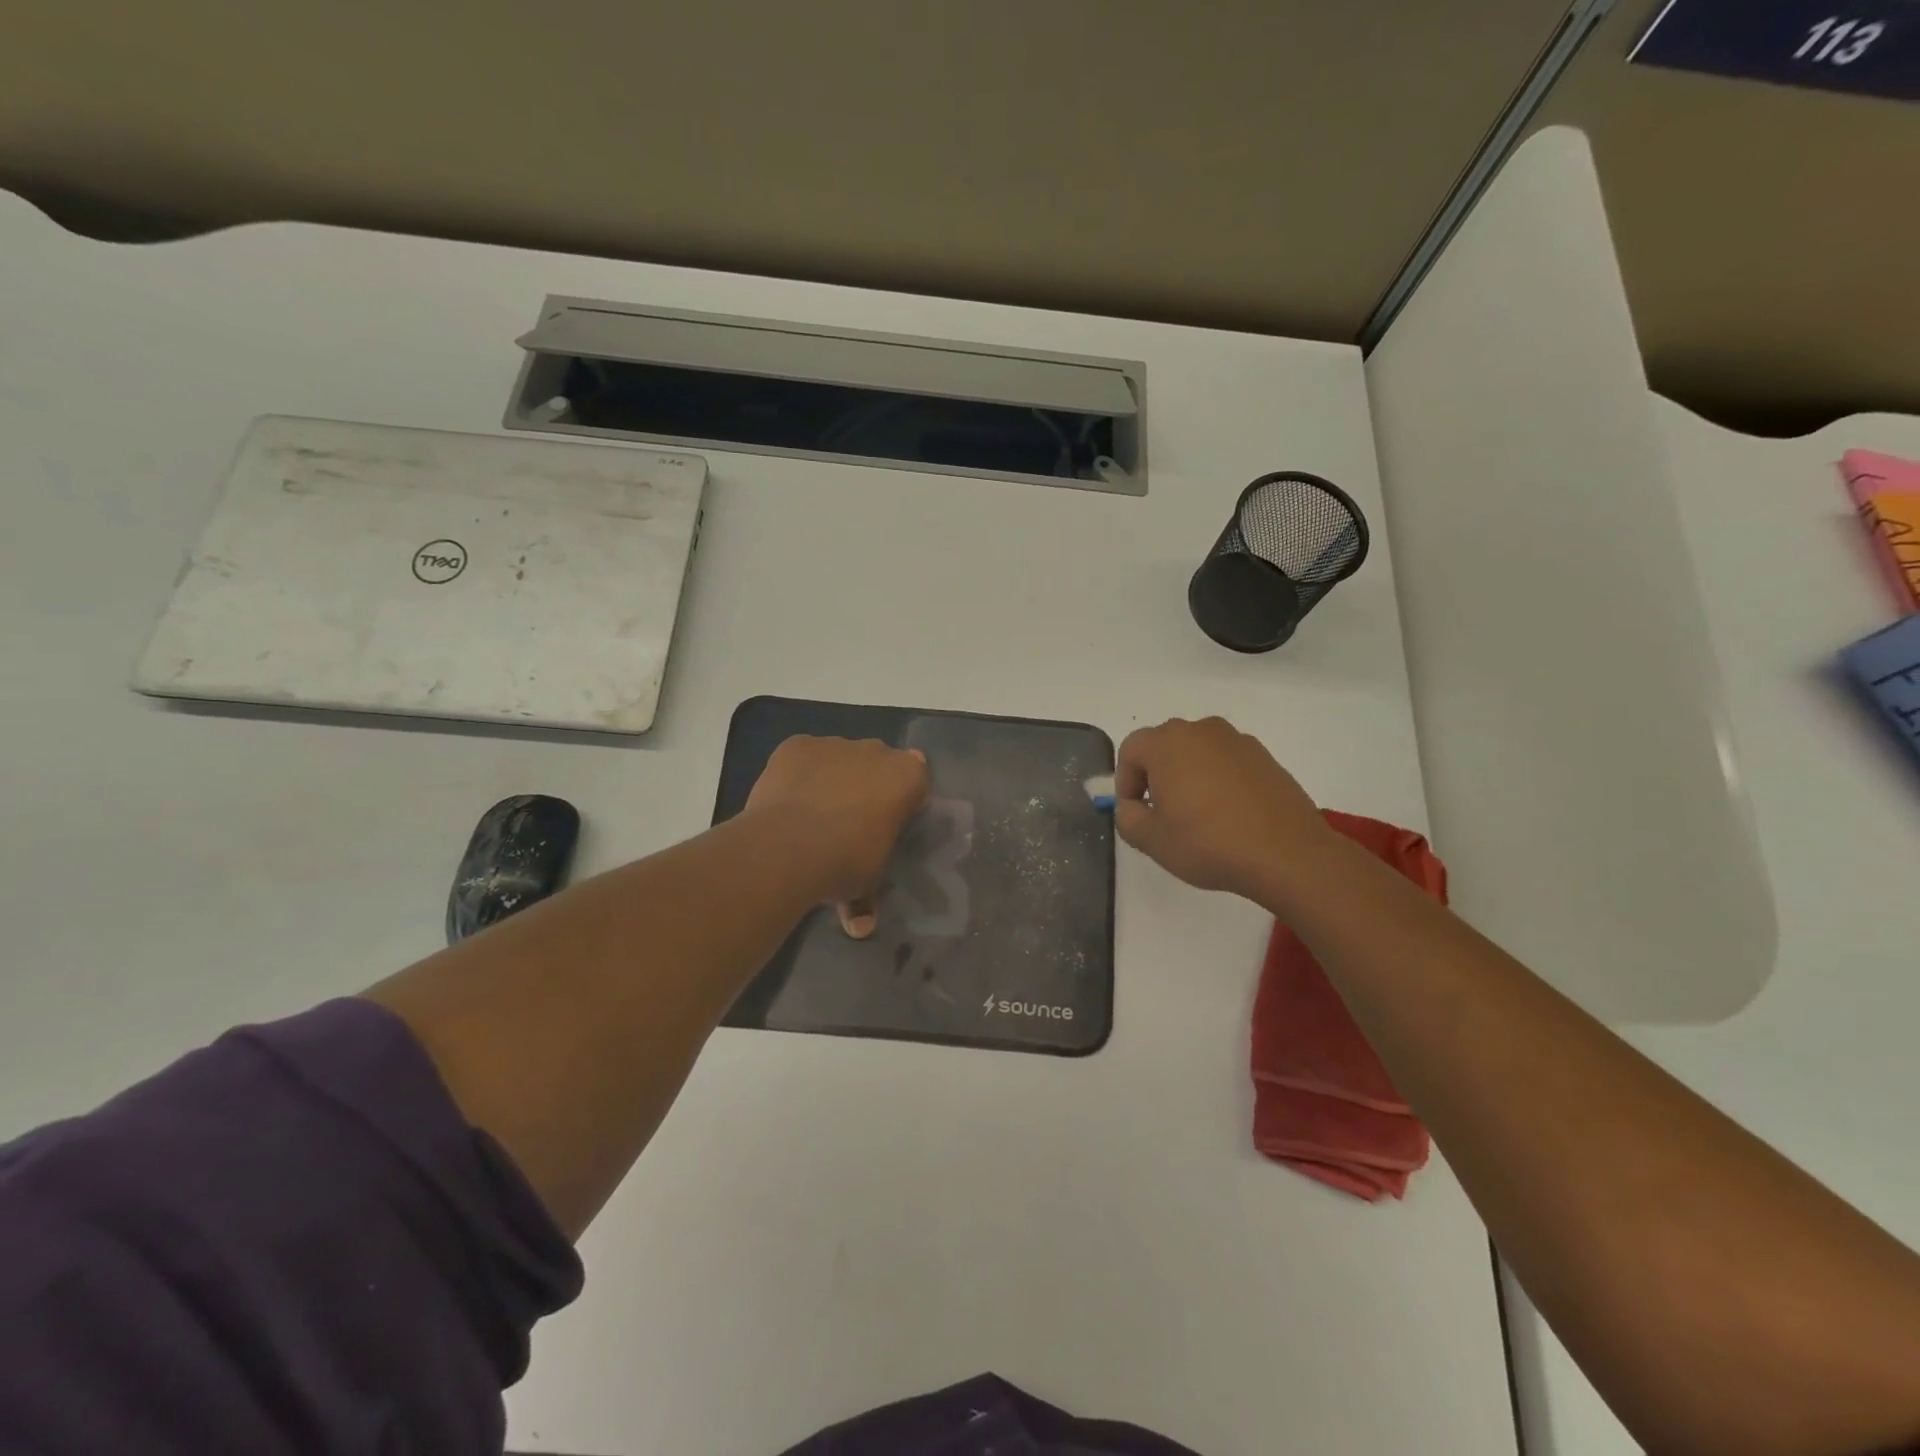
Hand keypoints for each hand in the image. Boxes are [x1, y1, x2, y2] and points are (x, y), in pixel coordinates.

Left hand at [743, 736, 929, 934]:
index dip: (903, 801)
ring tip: (812, 818)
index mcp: (906, 776)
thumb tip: (860, 926)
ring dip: (832, 779)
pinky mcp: (796, 745)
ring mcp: (833, 744)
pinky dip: (799, 774)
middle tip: (850, 824)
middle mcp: (875, 750)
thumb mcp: (869, 883)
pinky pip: (803, 758)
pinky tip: (788, 802)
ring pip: (839, 758)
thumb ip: (870, 897)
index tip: (888, 825)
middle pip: (877, 764)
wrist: (787, 846)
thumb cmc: (846, 861)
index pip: (916, 780)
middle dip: (867, 787)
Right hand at [1113, 716, 1333, 902]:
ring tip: (1198, 817)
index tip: (1136, 813)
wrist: (1287, 854)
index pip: (1130, 750)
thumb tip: (1133, 806)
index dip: (1125, 782)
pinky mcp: (1266, 757)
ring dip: (1189, 778)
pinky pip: (1227, 764)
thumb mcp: (1150, 840)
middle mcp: (1201, 730)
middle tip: (1163, 815)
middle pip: (1164, 747)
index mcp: (1167, 742)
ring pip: (1198, 754)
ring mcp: (1238, 741)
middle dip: (1156, 777)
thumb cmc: (1207, 842)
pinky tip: (1229, 817)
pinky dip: (1219, 782)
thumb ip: (1127, 817)